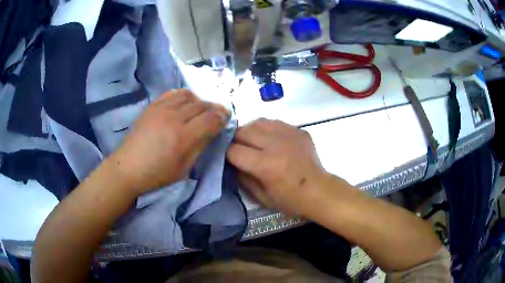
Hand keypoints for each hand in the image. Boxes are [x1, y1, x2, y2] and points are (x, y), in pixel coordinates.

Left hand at [109, 90, 229, 194]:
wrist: (128, 167)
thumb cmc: (157, 174)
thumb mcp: (184, 168)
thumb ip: (200, 146)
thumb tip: (212, 131)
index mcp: (183, 138)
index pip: (211, 119)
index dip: (223, 117)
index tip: (226, 119)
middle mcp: (174, 118)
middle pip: (202, 105)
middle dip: (214, 109)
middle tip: (217, 115)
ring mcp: (161, 109)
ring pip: (189, 95)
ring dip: (199, 101)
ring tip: (199, 110)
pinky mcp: (152, 106)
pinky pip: (173, 93)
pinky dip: (184, 96)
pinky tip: (184, 104)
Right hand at [226, 119, 328, 216]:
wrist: (319, 191)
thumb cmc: (290, 200)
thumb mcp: (261, 197)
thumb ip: (243, 178)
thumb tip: (231, 162)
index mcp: (266, 165)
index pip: (234, 150)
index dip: (227, 154)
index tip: (228, 158)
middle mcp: (276, 145)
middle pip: (244, 131)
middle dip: (235, 139)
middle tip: (238, 148)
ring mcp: (289, 134)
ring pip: (258, 122)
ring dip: (250, 131)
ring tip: (252, 141)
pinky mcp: (299, 131)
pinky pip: (275, 122)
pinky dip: (267, 129)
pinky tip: (270, 139)